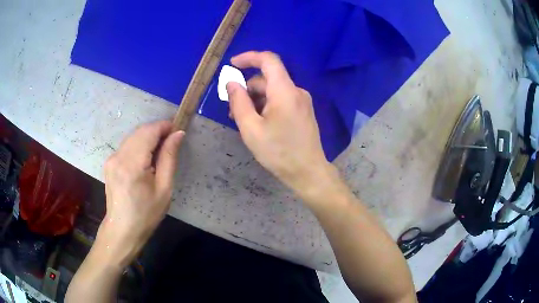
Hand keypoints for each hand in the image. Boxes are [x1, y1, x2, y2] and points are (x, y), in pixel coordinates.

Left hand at [98, 121, 183, 266]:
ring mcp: (111, 158)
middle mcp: (118, 156)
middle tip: (172, 141)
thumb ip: (169, 158)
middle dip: (157, 131)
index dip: (164, 126)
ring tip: (160, 151)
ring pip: (133, 136)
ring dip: (148, 137)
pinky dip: (139, 144)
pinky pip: (127, 145)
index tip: (177, 130)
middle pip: (140, 131)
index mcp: (132, 164)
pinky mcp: (109, 162)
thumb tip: (178, 134)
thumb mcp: (164, 189)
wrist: (122, 230)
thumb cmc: (146, 214)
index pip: (149, 131)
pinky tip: (146, 158)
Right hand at [227, 51, 331, 197]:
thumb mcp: (251, 129)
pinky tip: (258, 123)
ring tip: (243, 121)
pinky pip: (281, 100)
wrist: (308, 172)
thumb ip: (239, 102)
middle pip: (267, 79)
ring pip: (272, 91)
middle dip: (247, 90)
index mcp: (285, 91)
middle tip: (232, 110)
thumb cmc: (278, 152)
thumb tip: (232, 83)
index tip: (232, 64)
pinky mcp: (302, 111)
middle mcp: (296, 91)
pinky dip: (266, 106)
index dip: (249, 57)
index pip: (268, 60)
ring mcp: (301, 101)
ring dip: (255, 100)